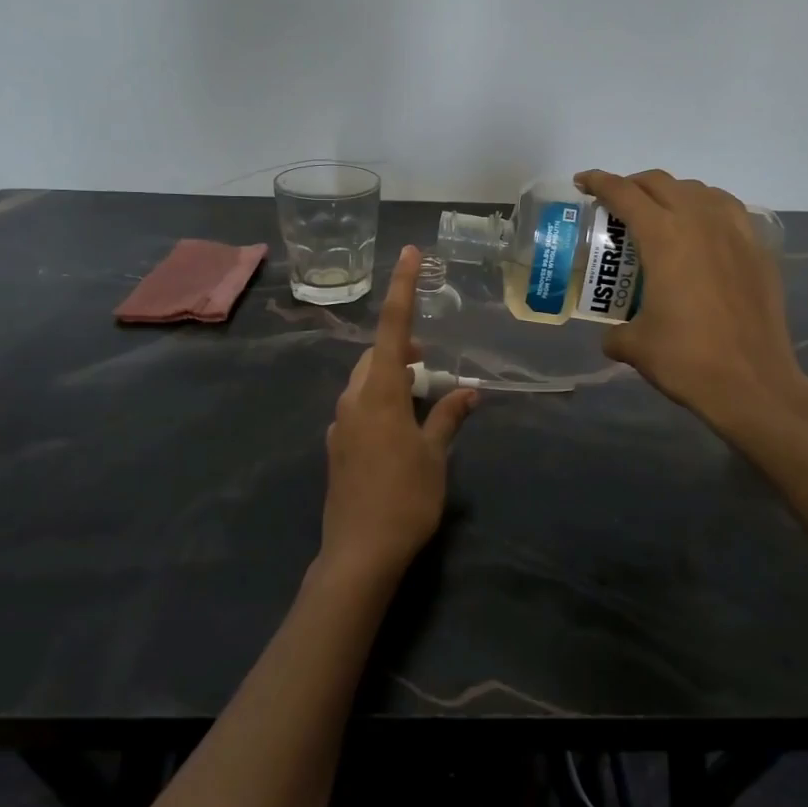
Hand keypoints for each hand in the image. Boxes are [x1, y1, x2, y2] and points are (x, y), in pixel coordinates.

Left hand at [318, 245, 479, 588]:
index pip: (393, 328)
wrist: (358, 553)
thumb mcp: (434, 456)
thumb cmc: (405, 499)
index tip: (409, 253)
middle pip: (375, 355)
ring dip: (390, 375)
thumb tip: (469, 392)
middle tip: (429, 359)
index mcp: (379, 392)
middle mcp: (353, 399)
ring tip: (419, 391)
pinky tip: (400, 427)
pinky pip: (359, 406)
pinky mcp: (337, 447)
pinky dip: (380, 400)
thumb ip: (448, 417)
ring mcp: (341, 424)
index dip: (402, 288)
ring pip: (364, 381)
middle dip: (401, 347)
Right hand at [575, 169, 807, 448]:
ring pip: (699, 190)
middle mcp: (700, 222)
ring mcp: (736, 233)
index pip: (625, 194)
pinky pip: (729, 211)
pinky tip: (702, 232)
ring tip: (660, 214)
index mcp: (664, 237)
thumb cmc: (687, 359)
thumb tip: (613, 336)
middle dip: (633, 185)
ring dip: (673, 193)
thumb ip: (616, 333)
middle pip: (661, 183)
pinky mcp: (759, 251)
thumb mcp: (636, 346)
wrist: (753, 383)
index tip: (583, 182)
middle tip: (617, 202)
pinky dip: (707, 209)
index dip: (599, 182)